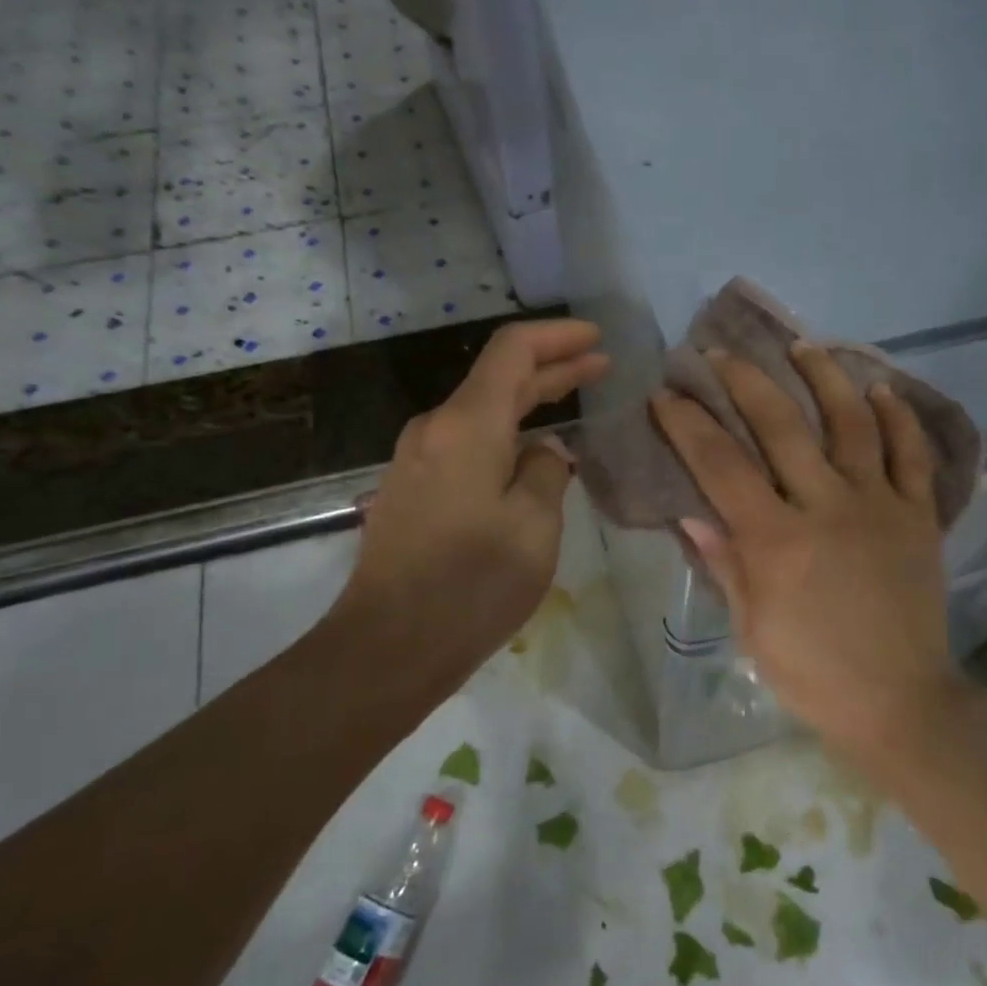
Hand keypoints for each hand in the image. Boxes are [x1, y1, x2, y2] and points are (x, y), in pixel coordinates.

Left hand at [338, 320, 608, 702]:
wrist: (386, 648)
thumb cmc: (470, 585)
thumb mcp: (533, 527)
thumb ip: (545, 473)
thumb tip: (543, 450)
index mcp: (467, 426)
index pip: (512, 351)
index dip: (557, 337)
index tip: (597, 338)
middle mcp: (436, 429)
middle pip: (498, 378)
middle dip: (552, 367)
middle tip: (600, 367)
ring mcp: (417, 459)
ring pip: (482, 411)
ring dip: (529, 401)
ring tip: (573, 402)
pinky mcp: (412, 489)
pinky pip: (467, 442)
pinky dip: (506, 432)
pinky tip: (530, 450)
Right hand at [651, 342, 967, 769]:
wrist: (900, 701)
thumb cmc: (812, 673)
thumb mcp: (751, 627)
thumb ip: (724, 563)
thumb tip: (691, 514)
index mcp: (776, 541)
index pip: (721, 466)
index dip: (689, 424)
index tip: (667, 394)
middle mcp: (827, 507)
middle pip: (782, 426)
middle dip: (745, 382)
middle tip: (721, 354)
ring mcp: (878, 505)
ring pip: (851, 423)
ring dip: (825, 377)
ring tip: (803, 346)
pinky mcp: (918, 515)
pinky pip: (911, 455)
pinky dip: (898, 417)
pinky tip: (879, 389)